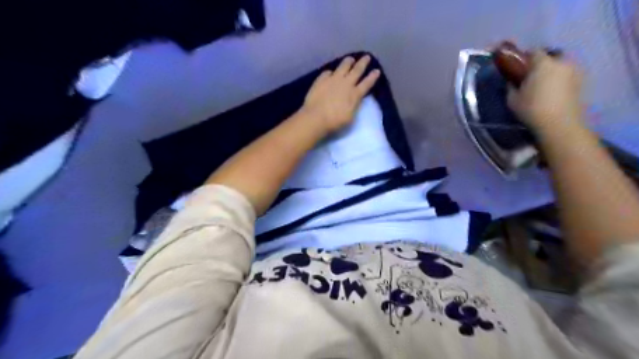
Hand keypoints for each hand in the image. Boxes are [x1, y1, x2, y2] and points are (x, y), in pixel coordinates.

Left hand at [303, 55, 380, 133]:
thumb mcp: (350, 117)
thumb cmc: (335, 122)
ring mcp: (333, 79)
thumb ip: (354, 106)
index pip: (367, 84)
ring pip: (343, 66)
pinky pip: (328, 72)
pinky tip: (331, 72)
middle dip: (363, 63)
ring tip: (350, 59)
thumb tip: (354, 100)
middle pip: (357, 70)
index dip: (373, 77)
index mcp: (355, 94)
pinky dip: (331, 72)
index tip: (377, 70)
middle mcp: (346, 83)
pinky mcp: (321, 79)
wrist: (316, 117)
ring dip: (348, 62)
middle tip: (367, 57)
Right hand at [510, 53, 583, 135]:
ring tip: (543, 86)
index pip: (534, 52)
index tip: (518, 67)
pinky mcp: (582, 83)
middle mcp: (562, 62)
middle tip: (531, 77)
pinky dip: (561, 81)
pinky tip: (553, 92)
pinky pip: (568, 77)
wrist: (559, 124)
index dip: (525, 58)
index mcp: (543, 63)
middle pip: (551, 57)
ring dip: (552, 73)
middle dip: (541, 64)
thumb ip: (511, 86)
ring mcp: (575, 72)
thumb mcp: (512, 99)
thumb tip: (512, 81)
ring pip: (561, 67)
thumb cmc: (531, 109)